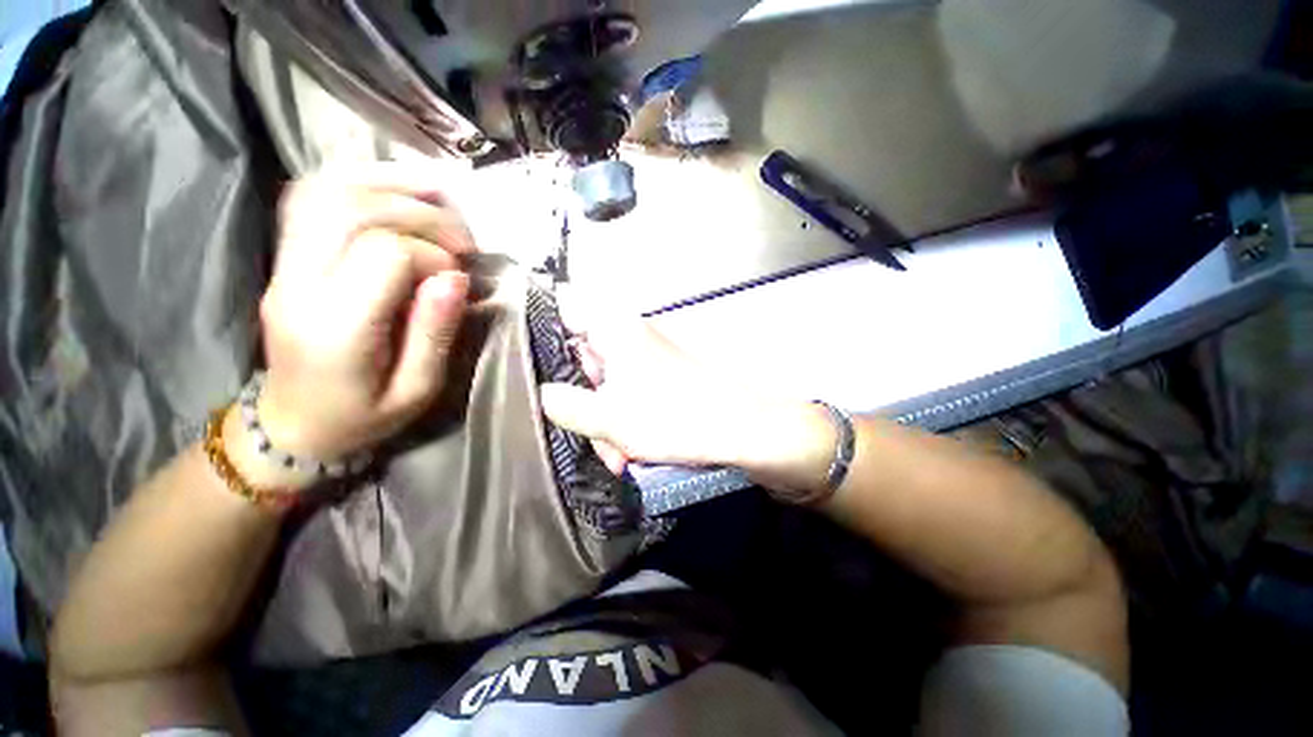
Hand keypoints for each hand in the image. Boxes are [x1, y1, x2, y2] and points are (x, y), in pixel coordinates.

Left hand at [247, 163, 474, 466]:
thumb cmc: (364, 417)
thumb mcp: (417, 390)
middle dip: (420, 214)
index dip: (432, 255)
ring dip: (389, 184)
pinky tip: (394, 188)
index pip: (384, 254)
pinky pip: (309, 196)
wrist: (294, 425)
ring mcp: (283, 266)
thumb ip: (435, 333)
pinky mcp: (285, 258)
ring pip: (325, 191)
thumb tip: (455, 277)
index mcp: (336, 329)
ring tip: (438, 196)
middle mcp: (299, 286)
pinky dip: (357, 180)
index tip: (457, 279)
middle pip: (352, 210)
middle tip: (461, 239)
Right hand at [539, 309, 836, 498]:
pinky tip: (634, 450)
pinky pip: (632, 393)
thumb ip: (565, 404)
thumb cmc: (673, 417)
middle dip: (585, 402)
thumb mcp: (608, 418)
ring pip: (609, 384)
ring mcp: (649, 357)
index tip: (530, 359)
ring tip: (620, 456)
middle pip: (585, 358)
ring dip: (607, 421)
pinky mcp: (664, 376)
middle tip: (596, 439)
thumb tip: (542, 392)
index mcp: (614, 331)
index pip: (565, 307)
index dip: (542, 326)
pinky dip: (627, 419)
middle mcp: (630, 336)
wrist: (741, 429)